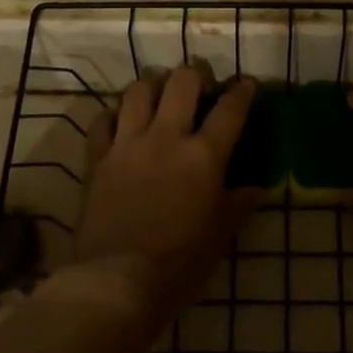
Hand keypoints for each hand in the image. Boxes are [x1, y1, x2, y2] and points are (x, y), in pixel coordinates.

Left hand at [69, 66, 257, 326]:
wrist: (117, 280)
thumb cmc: (179, 263)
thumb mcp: (219, 237)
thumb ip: (237, 206)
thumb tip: (254, 189)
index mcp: (203, 156)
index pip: (230, 110)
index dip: (242, 91)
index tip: (246, 84)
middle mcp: (166, 138)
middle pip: (181, 83)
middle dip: (195, 72)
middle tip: (201, 77)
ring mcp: (128, 145)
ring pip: (138, 92)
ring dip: (153, 83)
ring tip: (159, 87)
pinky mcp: (98, 159)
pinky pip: (102, 122)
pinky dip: (113, 114)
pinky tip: (120, 119)